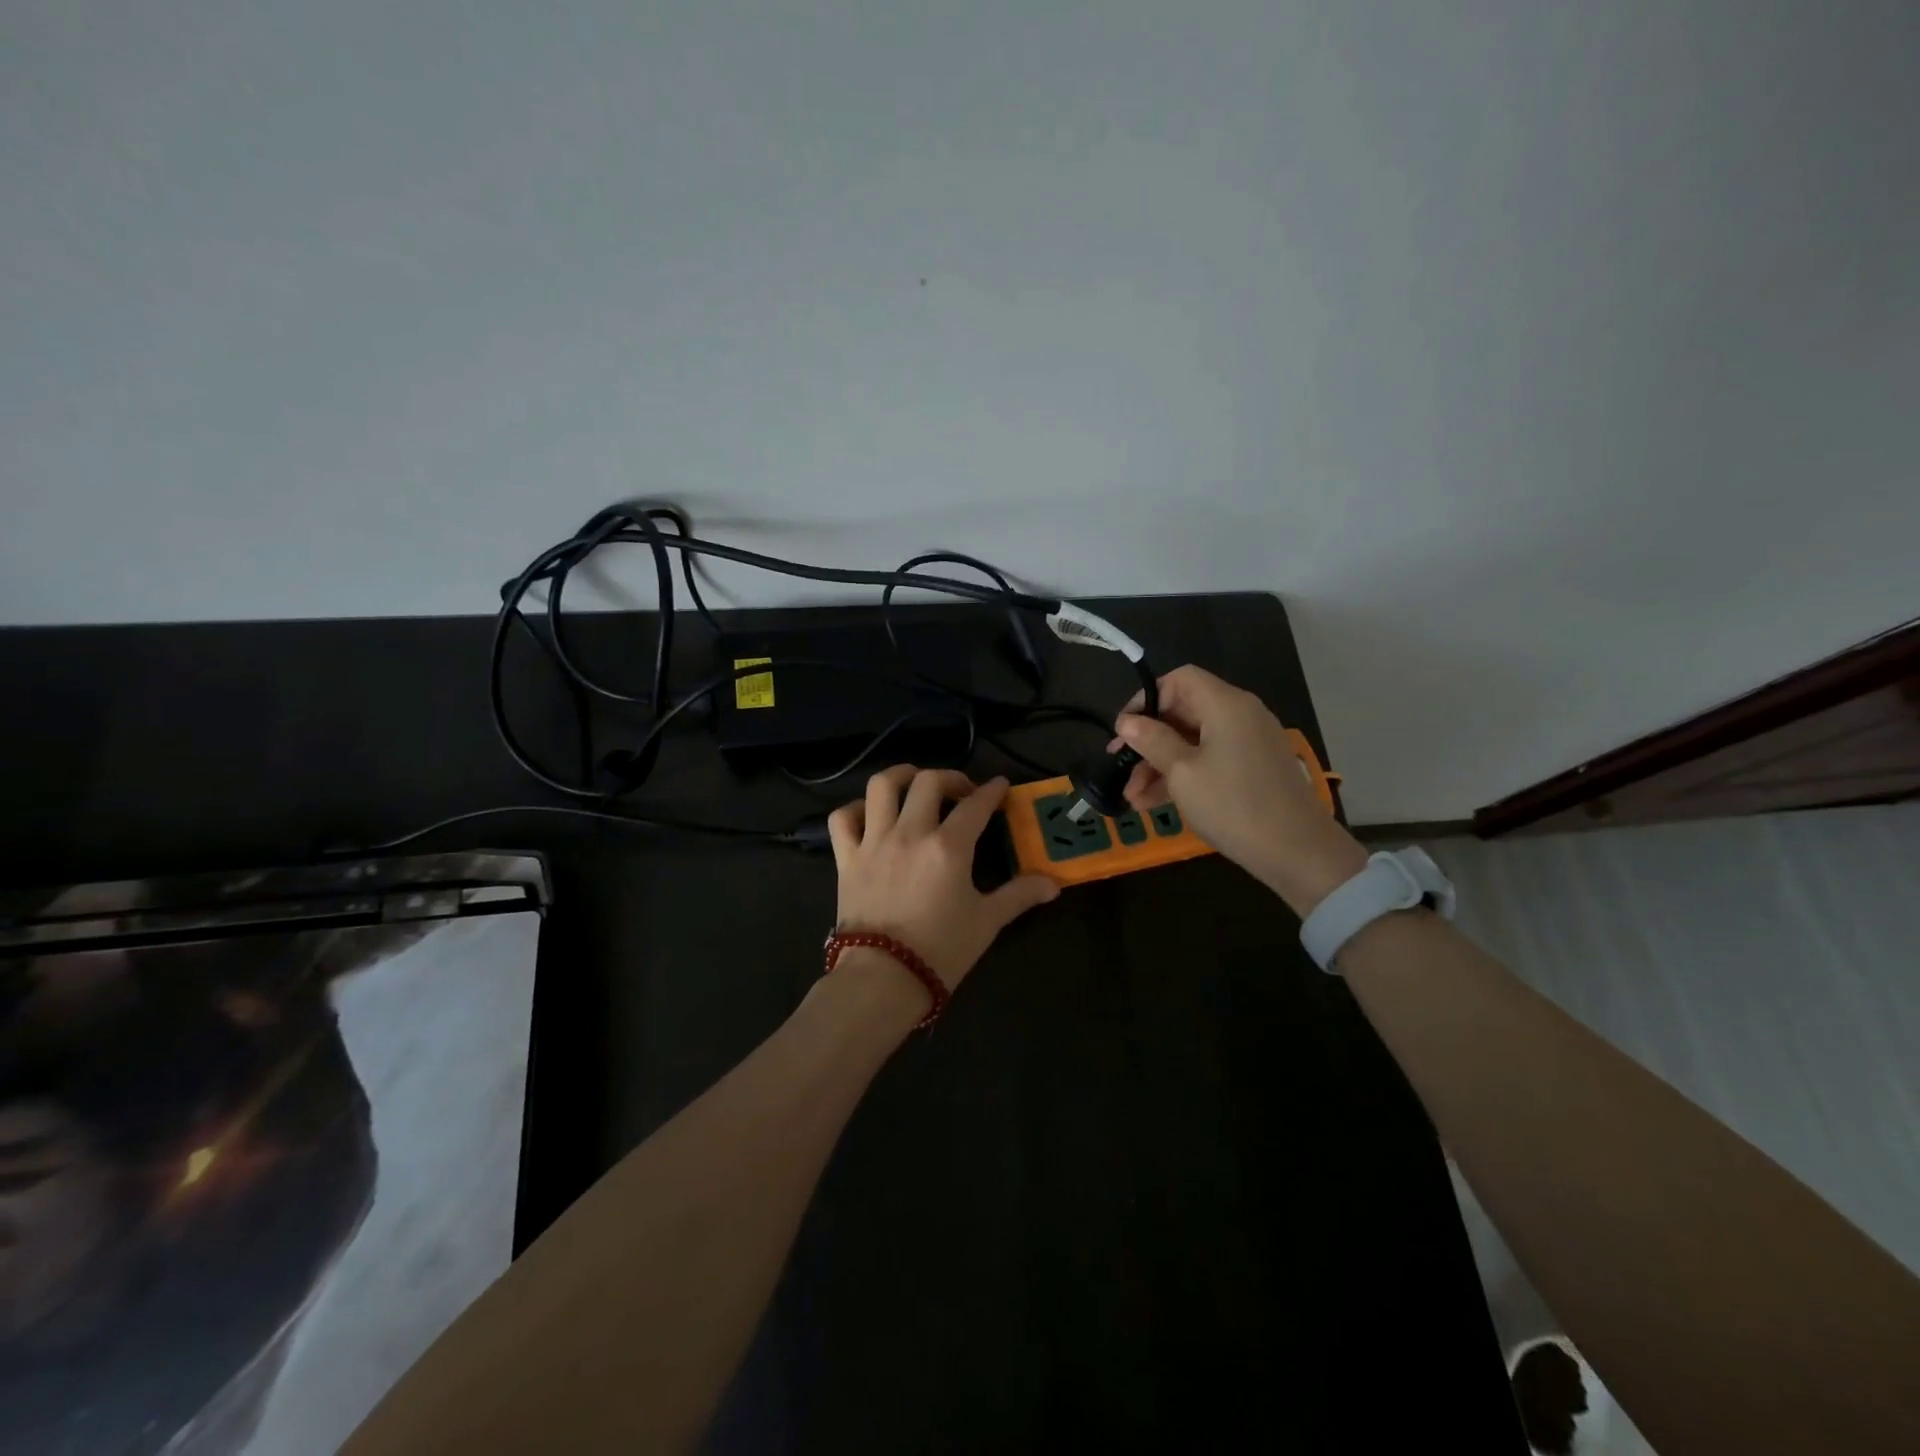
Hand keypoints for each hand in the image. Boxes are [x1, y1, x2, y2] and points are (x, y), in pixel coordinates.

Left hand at [828, 766, 1059, 991]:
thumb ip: (1019, 895)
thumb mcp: (987, 922)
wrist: (882, 979)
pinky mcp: (846, 858)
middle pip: (928, 782)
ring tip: (913, 782)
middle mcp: (910, 833)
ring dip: (901, 776)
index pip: (975, 805)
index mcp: (948, 847)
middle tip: (961, 792)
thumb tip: (1053, 884)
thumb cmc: (941, 951)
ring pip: (882, 786)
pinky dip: (855, 809)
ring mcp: (874, 842)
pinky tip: (870, 815)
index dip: (992, 790)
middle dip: (950, 778)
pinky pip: (842, 818)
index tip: (999, 786)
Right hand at [1113, 666, 1367, 915]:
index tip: (1124, 729)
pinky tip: (1155, 802)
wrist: (1297, 851)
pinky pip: (1210, 759)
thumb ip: (1152, 741)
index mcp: (1226, 704)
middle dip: (1148, 739)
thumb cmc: (1232, 805)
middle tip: (1118, 764)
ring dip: (1160, 764)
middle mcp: (1241, 715)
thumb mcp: (1182, 773)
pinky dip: (1183, 775)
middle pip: (1184, 711)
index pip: (1180, 679)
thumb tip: (1127, 722)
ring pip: (1194, 741)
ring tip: (1133, 797)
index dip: (1148, 698)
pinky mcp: (1253, 769)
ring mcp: (1249, 743)